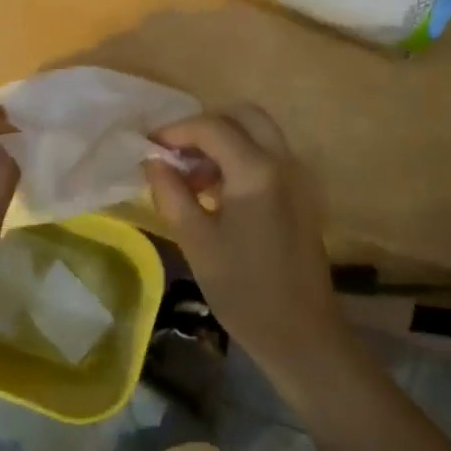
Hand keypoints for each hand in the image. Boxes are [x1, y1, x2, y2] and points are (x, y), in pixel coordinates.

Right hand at [144, 105, 345, 381]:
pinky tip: (215, 191)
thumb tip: (152, 161)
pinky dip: (240, 157)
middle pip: (243, 116)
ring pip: (258, 134)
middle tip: (175, 153)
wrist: (301, 333)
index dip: (176, 131)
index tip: (148, 147)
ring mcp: (297, 177)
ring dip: (223, 141)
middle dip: (205, 126)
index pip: (211, 127)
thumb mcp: (196, 240)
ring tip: (190, 175)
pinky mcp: (301, 194)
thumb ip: (171, 193)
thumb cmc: (243, 289)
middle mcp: (283, 162)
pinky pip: (268, 156)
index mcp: (256, 171)